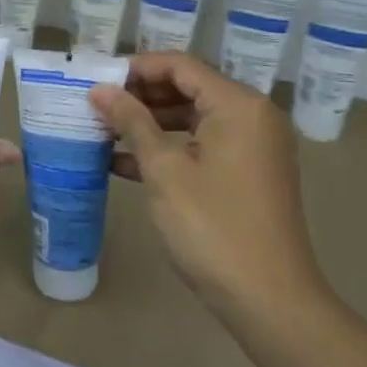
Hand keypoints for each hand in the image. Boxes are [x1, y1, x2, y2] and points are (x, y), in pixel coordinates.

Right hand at [90, 53, 331, 339]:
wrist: (270, 301)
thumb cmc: (213, 227)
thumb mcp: (164, 170)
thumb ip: (131, 122)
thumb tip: (100, 89)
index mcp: (238, 105)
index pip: (180, 65)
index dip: (136, 68)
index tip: (97, 81)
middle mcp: (253, 116)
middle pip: (188, 88)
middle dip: (140, 96)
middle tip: (96, 107)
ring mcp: (254, 147)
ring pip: (193, 118)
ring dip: (150, 124)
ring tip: (103, 132)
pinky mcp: (248, 174)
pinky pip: (203, 146)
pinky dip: (169, 149)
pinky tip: (124, 164)